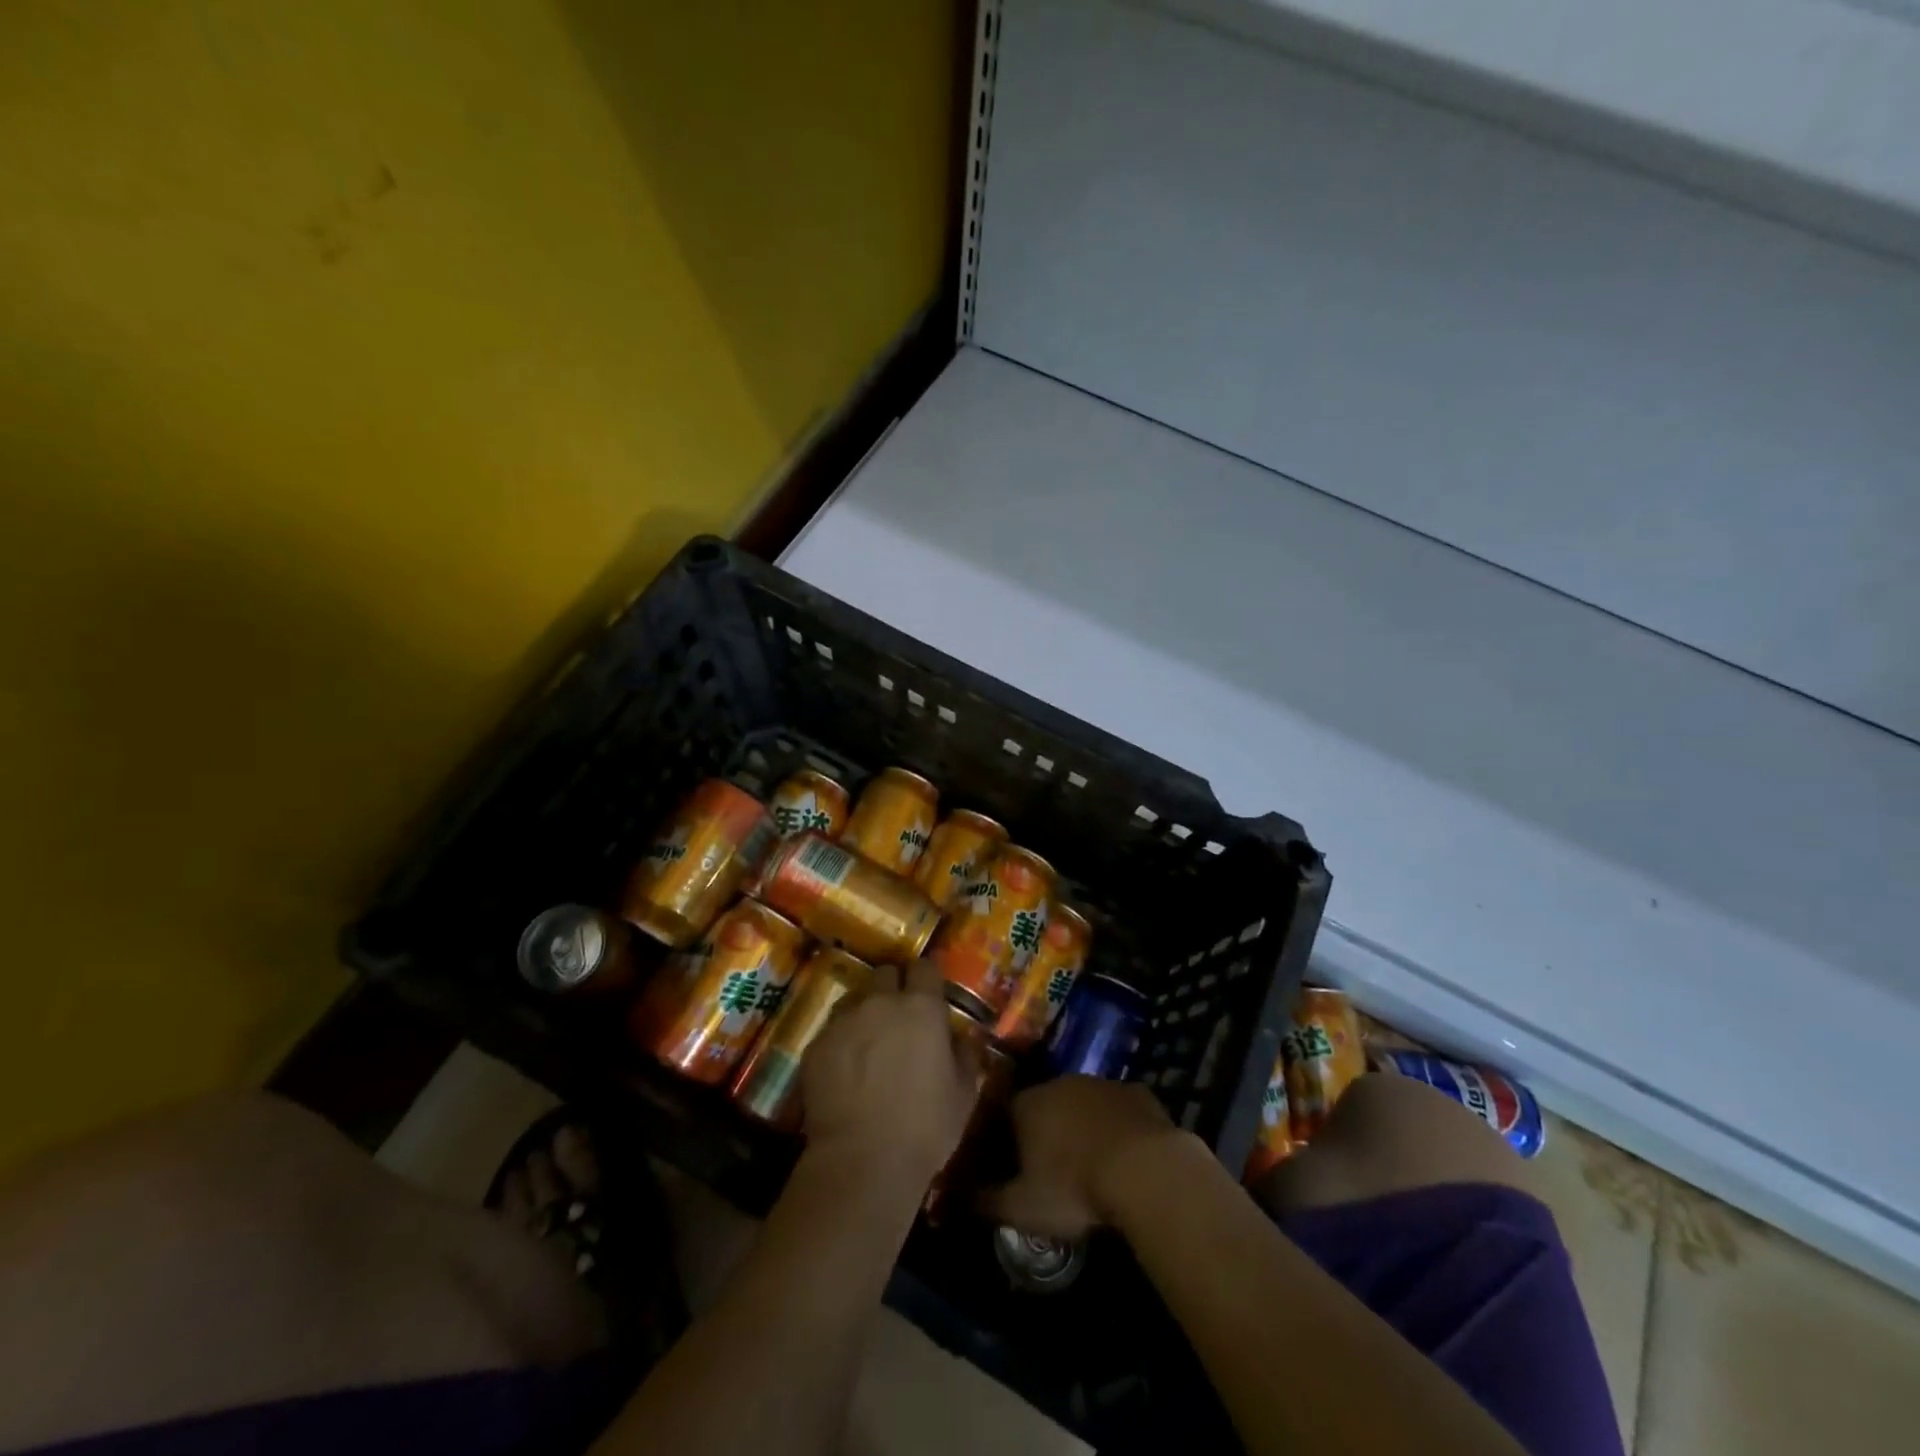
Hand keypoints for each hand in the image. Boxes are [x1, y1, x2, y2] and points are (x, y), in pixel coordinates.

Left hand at [800, 960, 978, 1181]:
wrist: (861, 1162)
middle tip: (899, 1018)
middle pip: (885, 974)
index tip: (930, 995)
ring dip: (864, 1011)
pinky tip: (845, 1071)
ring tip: (869, 1043)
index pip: (925, 967)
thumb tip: (966, 1037)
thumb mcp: (963, 1094)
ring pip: (855, 999)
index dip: (927, 979)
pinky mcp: (816, 1045)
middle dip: (893, 988)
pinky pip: (832, 1031)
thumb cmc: (924, 1128)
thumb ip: (967, 1055)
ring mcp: (843, 1021)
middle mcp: (880, 1003)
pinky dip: (841, 1042)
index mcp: (921, 1008)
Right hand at [978, 1076, 1197, 1237]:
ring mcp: (1100, 1084)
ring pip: (1081, 1104)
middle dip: (1043, 1131)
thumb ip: (985, 1202)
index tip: (1008, 1166)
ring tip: (1087, 1164)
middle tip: (1050, 1168)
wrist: (1146, 1169)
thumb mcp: (1022, 1208)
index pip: (1003, 1114)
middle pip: (1042, 1104)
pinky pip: (1118, 1109)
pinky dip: (1116, 1127)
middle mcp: (1059, 1083)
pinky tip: (1123, 1156)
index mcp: (1026, 1105)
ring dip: (1080, 1126)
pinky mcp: (1136, 1092)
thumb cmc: (1074, 1187)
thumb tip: (952, 1198)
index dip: (1004, 1140)